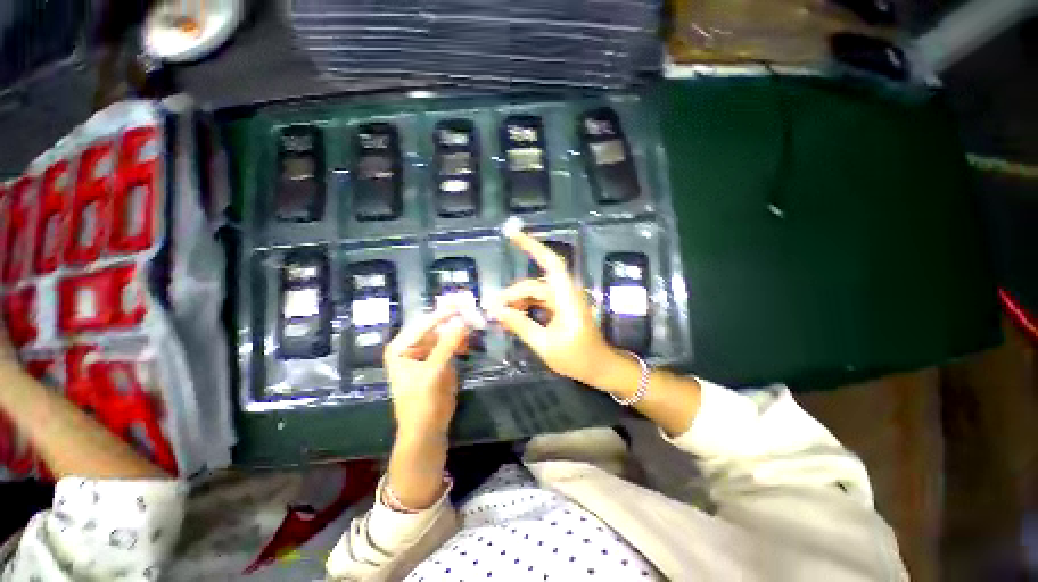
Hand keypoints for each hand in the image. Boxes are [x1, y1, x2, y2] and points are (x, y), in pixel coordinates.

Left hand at [384, 308, 470, 436]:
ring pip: (444, 334)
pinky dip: (460, 341)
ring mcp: (426, 352)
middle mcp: (411, 346)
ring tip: (473, 324)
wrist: (426, 429)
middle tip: (470, 310)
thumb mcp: (432, 372)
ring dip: (458, 330)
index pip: (423, 324)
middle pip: (434, 327)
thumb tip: (463, 321)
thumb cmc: (420, 402)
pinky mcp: (438, 360)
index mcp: (400, 347)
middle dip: (452, 320)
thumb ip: (447, 345)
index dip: (443, 315)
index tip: (462, 306)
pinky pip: (451, 345)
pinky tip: (469, 341)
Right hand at [487, 230, 619, 386]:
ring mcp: (563, 301)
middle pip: (534, 284)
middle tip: (492, 310)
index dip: (533, 246)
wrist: (599, 368)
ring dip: (517, 302)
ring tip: (500, 317)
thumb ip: (521, 325)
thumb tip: (498, 311)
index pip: (550, 263)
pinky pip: (539, 302)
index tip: (512, 234)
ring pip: (535, 293)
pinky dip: (525, 308)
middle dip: (512, 294)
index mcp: (566, 298)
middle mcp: (565, 294)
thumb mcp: (545, 345)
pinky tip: (512, 318)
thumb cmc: (578, 358)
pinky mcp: (560, 309)